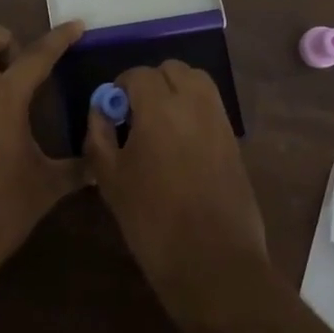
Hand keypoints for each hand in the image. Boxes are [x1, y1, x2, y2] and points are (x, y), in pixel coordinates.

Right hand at [83, 59, 269, 330]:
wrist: (213, 263)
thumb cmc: (152, 221)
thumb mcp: (110, 179)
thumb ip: (99, 135)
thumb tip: (101, 109)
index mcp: (160, 107)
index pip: (138, 74)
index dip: (120, 87)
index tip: (112, 111)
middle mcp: (193, 102)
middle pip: (171, 69)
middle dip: (150, 83)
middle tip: (135, 114)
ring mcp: (219, 119)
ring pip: (196, 81)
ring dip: (176, 89)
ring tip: (159, 123)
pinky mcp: (233, 139)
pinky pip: (211, 105)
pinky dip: (194, 108)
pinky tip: (180, 142)